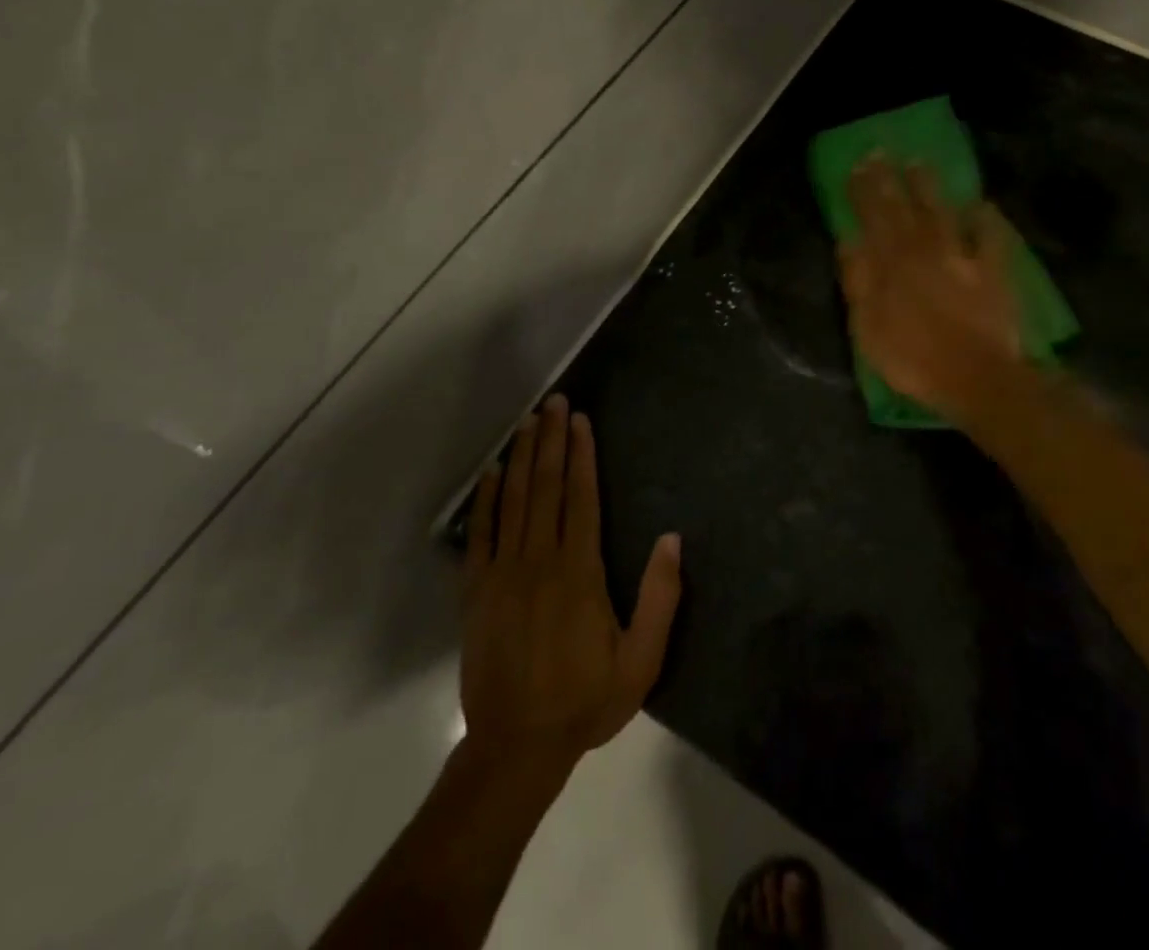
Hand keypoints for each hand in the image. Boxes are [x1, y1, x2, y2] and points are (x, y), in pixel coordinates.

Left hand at [461, 395, 681, 772]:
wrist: (515, 747)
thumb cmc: (585, 700)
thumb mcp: (640, 660)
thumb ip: (660, 598)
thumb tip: (672, 539)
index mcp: (579, 571)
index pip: (581, 498)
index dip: (582, 455)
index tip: (581, 420)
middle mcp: (539, 560)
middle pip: (546, 487)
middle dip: (552, 440)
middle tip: (554, 401)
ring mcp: (502, 573)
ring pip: (514, 500)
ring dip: (523, 456)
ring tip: (530, 421)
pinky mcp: (476, 591)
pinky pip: (480, 534)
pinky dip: (486, 499)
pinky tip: (493, 472)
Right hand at [839, 157, 1021, 413]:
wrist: (977, 377)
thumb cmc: (913, 359)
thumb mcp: (868, 327)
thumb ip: (858, 281)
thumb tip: (848, 240)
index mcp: (891, 264)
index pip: (872, 218)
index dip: (862, 191)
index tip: (855, 166)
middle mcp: (924, 250)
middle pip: (903, 208)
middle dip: (889, 179)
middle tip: (880, 152)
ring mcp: (961, 257)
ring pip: (942, 212)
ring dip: (929, 187)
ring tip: (919, 163)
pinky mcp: (992, 269)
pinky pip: (989, 235)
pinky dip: (984, 218)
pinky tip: (980, 205)